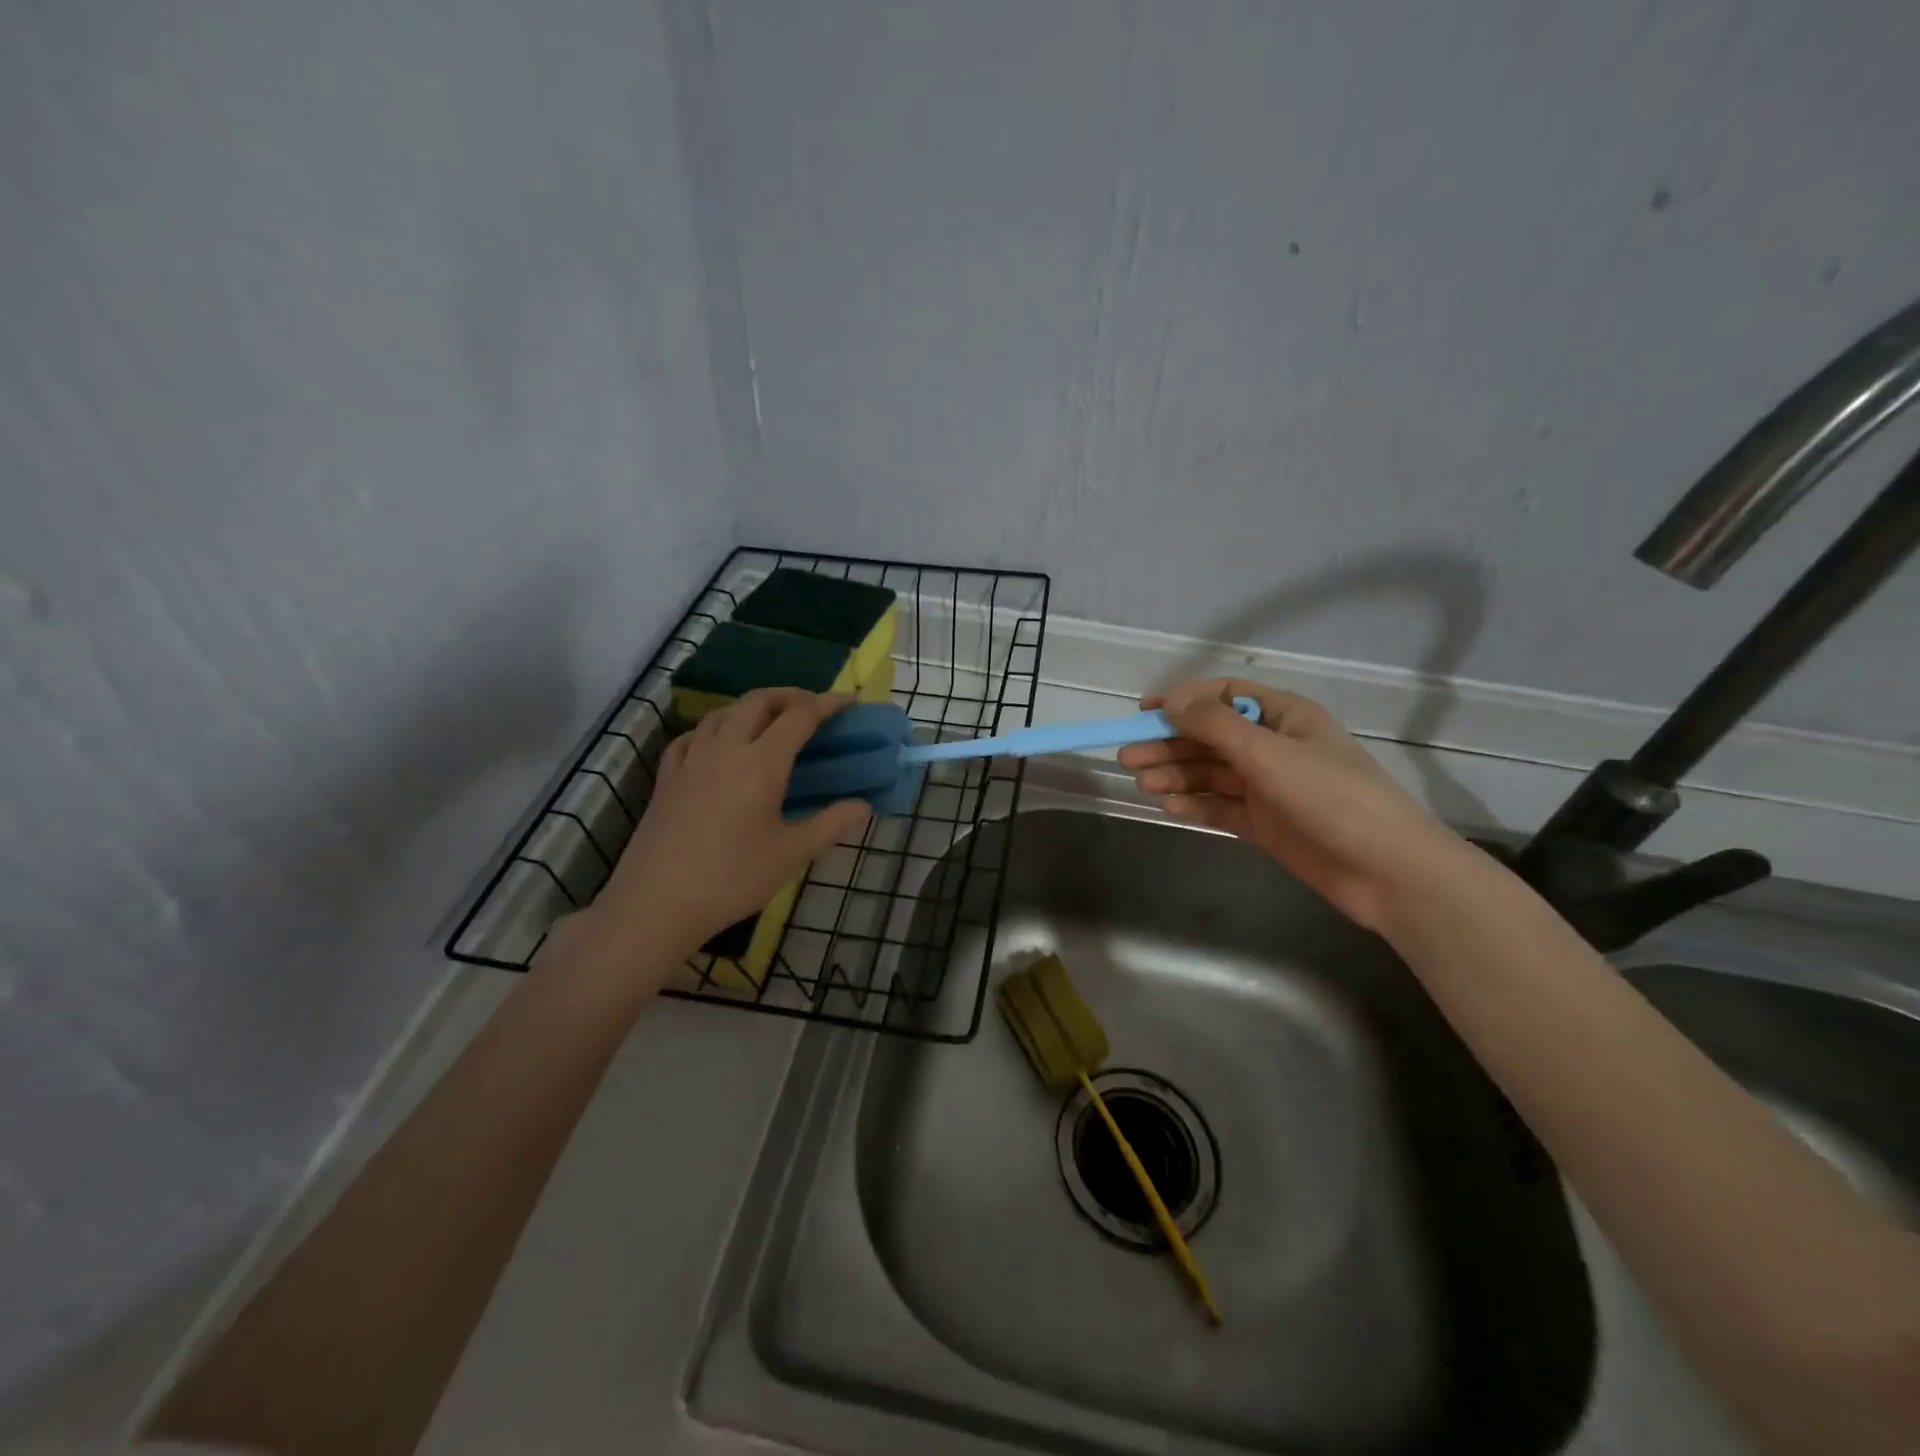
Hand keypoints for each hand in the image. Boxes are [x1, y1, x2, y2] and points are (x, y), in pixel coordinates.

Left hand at [580, 689, 870, 964]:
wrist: (656, 903)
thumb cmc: (732, 879)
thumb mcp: (792, 854)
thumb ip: (831, 824)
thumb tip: (862, 805)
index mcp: (761, 763)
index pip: (800, 716)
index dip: (828, 704)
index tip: (849, 702)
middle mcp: (725, 749)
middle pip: (759, 701)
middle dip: (790, 696)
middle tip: (813, 709)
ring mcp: (691, 760)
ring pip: (724, 712)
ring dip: (752, 707)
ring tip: (771, 723)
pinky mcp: (667, 777)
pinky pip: (693, 735)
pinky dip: (715, 728)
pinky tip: (718, 744)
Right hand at [1117, 679, 1468, 932]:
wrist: (1386, 870)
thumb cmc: (1333, 797)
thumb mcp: (1271, 754)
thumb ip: (1216, 726)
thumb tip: (1171, 700)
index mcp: (1284, 717)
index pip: (1223, 697)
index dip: (1182, 701)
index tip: (1144, 711)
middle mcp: (1273, 747)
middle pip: (1210, 737)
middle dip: (1169, 745)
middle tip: (1128, 758)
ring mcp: (1268, 787)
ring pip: (1211, 773)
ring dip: (1176, 775)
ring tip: (1142, 784)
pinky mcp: (1264, 822)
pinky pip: (1220, 806)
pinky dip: (1194, 805)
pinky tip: (1169, 808)